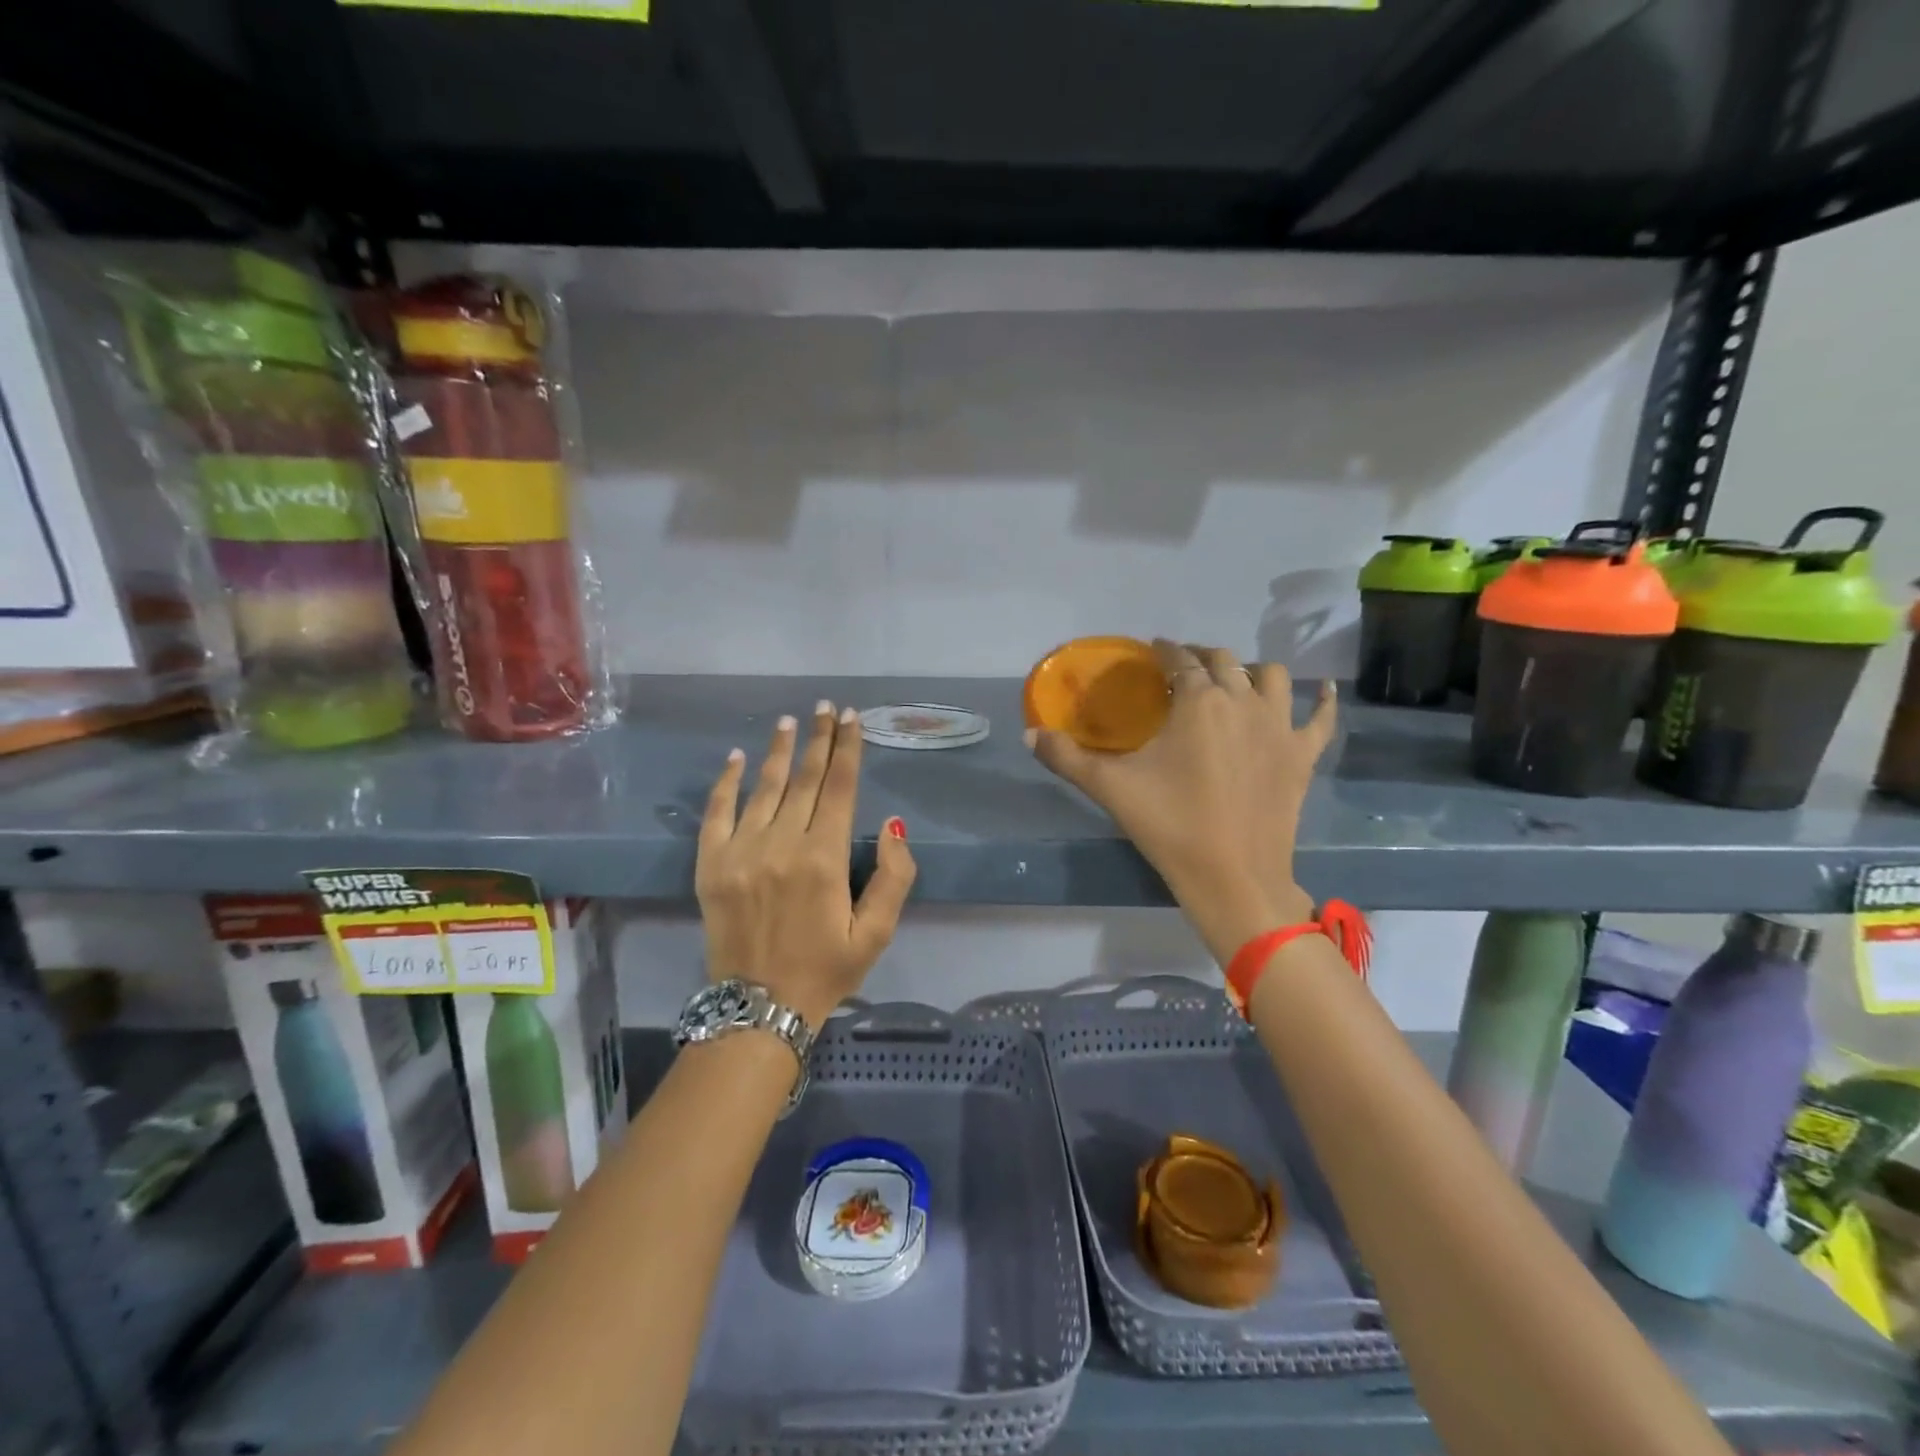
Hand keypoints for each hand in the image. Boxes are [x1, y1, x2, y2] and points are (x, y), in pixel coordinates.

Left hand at [696, 702, 916, 1026]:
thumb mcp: (876, 933)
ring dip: (778, 751)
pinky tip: (737, 757)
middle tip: (825, 707)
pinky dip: (727, 782)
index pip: (840, 788)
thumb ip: (893, 877)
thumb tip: (893, 824)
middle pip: (805, 779)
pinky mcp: (711, 864)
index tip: (850, 718)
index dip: (848, 749)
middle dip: (819, 740)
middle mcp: (782, 844)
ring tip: (789, 721)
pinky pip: (717, 812)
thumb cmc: (826, 970)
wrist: (758, 1009)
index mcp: (824, 858)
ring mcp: (741, 851)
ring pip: (764, 787)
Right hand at [1027, 641, 1334, 960]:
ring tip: (1234, 679)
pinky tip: (1323, 689)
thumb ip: (1067, 757)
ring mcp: (1279, 727)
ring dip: (1250, 671)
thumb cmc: (1170, 825)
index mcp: (1198, 701)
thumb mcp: (1110, 787)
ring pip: (1271, 677)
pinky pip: (1321, 718)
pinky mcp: (1303, 755)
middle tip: (1182, 667)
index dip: (1164, 651)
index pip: (1179, 661)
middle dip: (1201, 656)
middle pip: (1224, 661)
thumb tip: (1029, 734)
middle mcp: (1243, 701)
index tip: (1153, 650)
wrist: (1232, 877)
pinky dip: (1322, 700)